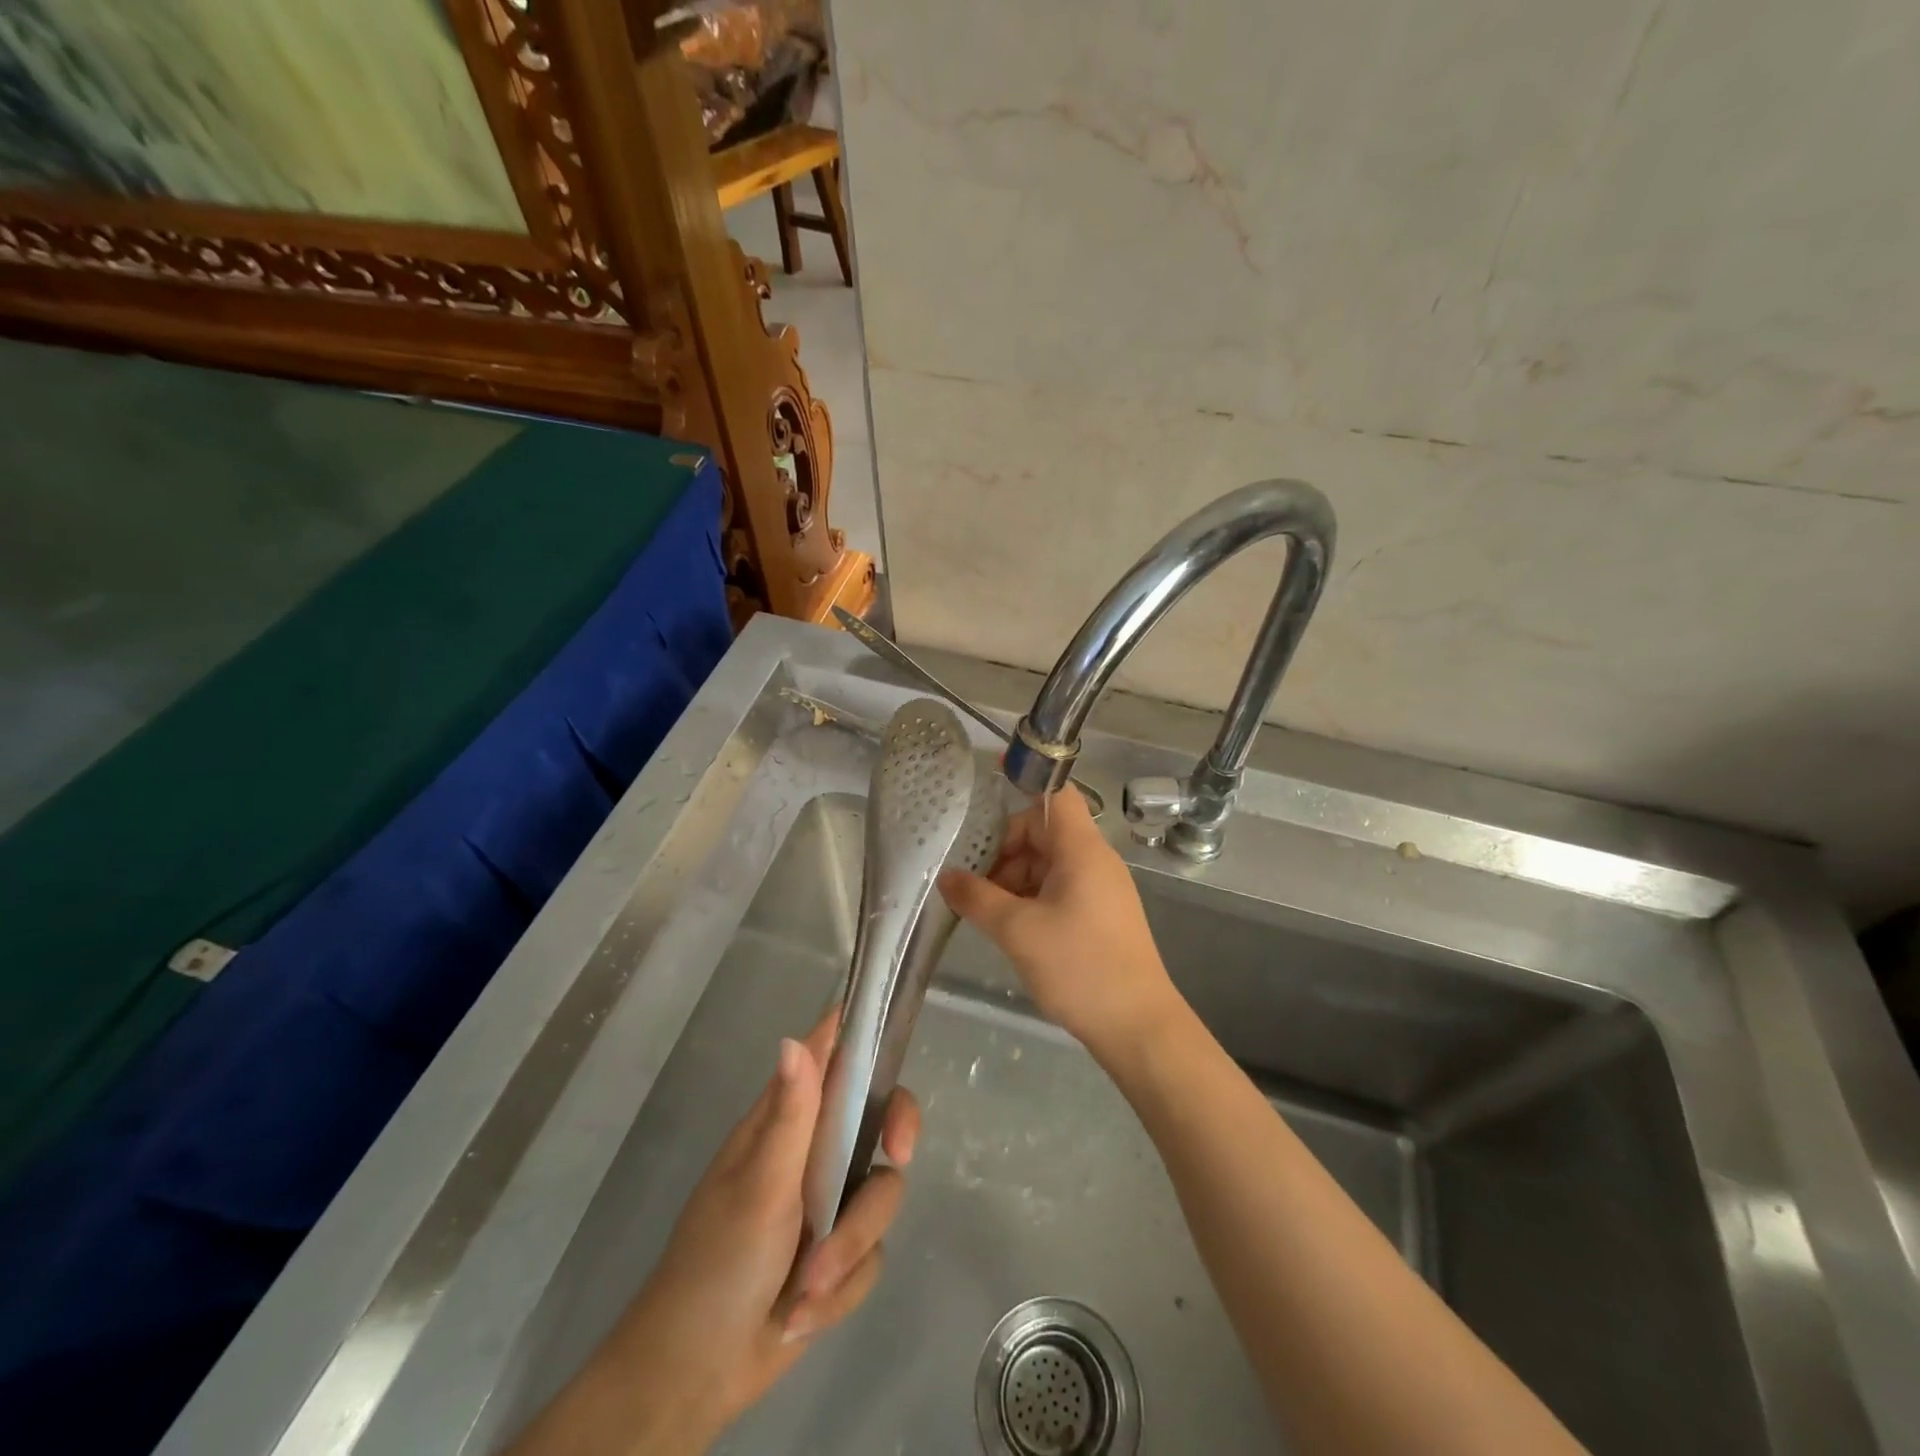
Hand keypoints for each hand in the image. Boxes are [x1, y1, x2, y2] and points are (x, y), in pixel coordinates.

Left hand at [511, 1011, 918, 1455]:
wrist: (695, 1377)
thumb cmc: (716, 1264)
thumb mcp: (758, 1186)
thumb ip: (790, 1115)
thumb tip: (794, 1037)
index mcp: (786, 1119)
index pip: (833, 1055)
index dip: (865, 1039)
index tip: (891, 1054)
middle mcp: (813, 1150)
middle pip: (881, 1115)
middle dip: (894, 1138)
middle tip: (897, 1156)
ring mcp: (829, 1201)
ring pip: (881, 1193)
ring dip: (849, 1246)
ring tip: (805, 1288)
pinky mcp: (840, 1252)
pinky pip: (872, 1254)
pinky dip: (841, 1288)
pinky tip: (800, 1315)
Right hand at [938, 786, 1179, 1061]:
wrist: (1138, 1027)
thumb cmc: (1080, 967)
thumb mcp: (1018, 931)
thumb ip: (977, 898)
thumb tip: (946, 877)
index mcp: (1081, 849)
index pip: (1054, 793)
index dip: (1024, 776)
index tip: (989, 774)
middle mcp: (1093, 860)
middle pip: (1041, 831)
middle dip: (1003, 851)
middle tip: (971, 882)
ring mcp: (1098, 888)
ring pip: (1046, 863)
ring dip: (1012, 879)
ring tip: (985, 912)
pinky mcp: (1098, 914)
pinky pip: (1057, 888)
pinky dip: (1029, 898)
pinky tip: (1009, 927)